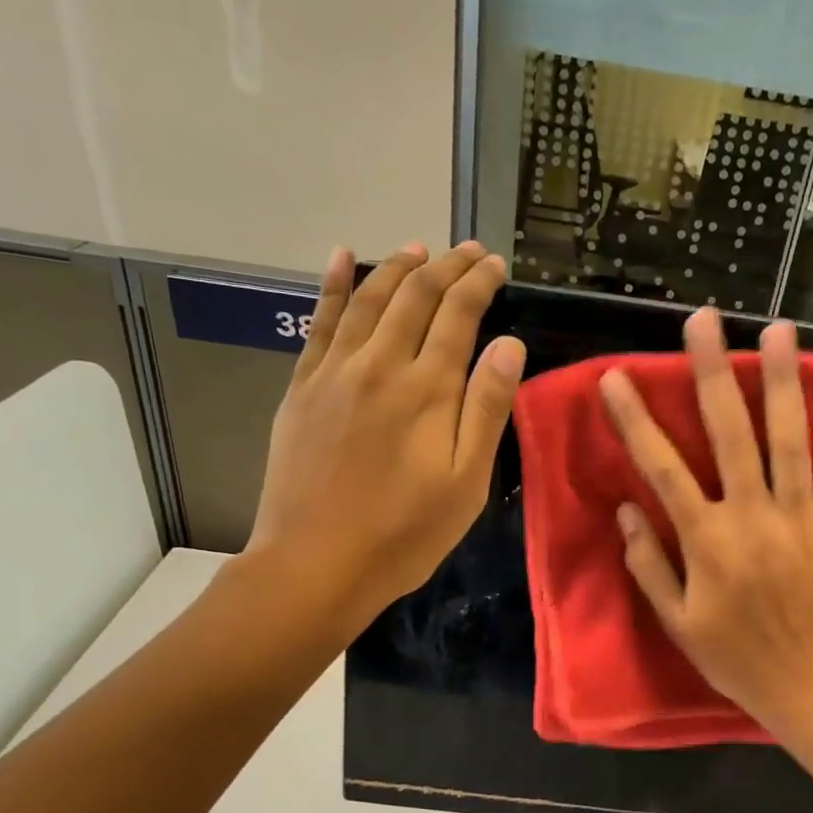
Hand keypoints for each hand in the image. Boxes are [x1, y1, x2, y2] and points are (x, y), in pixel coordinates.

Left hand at [241, 240, 522, 626]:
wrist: (316, 564)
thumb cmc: (404, 533)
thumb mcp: (466, 483)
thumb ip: (486, 409)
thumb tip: (509, 344)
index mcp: (428, 389)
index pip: (458, 315)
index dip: (478, 282)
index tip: (495, 264)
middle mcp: (380, 365)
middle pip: (415, 296)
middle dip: (445, 267)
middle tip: (468, 251)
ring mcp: (334, 373)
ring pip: (368, 299)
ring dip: (396, 268)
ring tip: (418, 247)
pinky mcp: (302, 388)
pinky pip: (319, 322)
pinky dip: (332, 285)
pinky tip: (341, 258)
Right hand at [599, 308, 812, 728]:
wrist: (801, 684)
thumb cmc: (730, 654)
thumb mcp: (675, 619)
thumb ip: (648, 562)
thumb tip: (628, 509)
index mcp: (706, 539)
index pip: (662, 469)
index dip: (636, 422)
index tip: (615, 378)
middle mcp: (752, 515)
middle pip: (729, 434)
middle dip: (712, 374)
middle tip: (703, 321)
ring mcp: (800, 516)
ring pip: (790, 439)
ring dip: (784, 382)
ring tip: (780, 330)